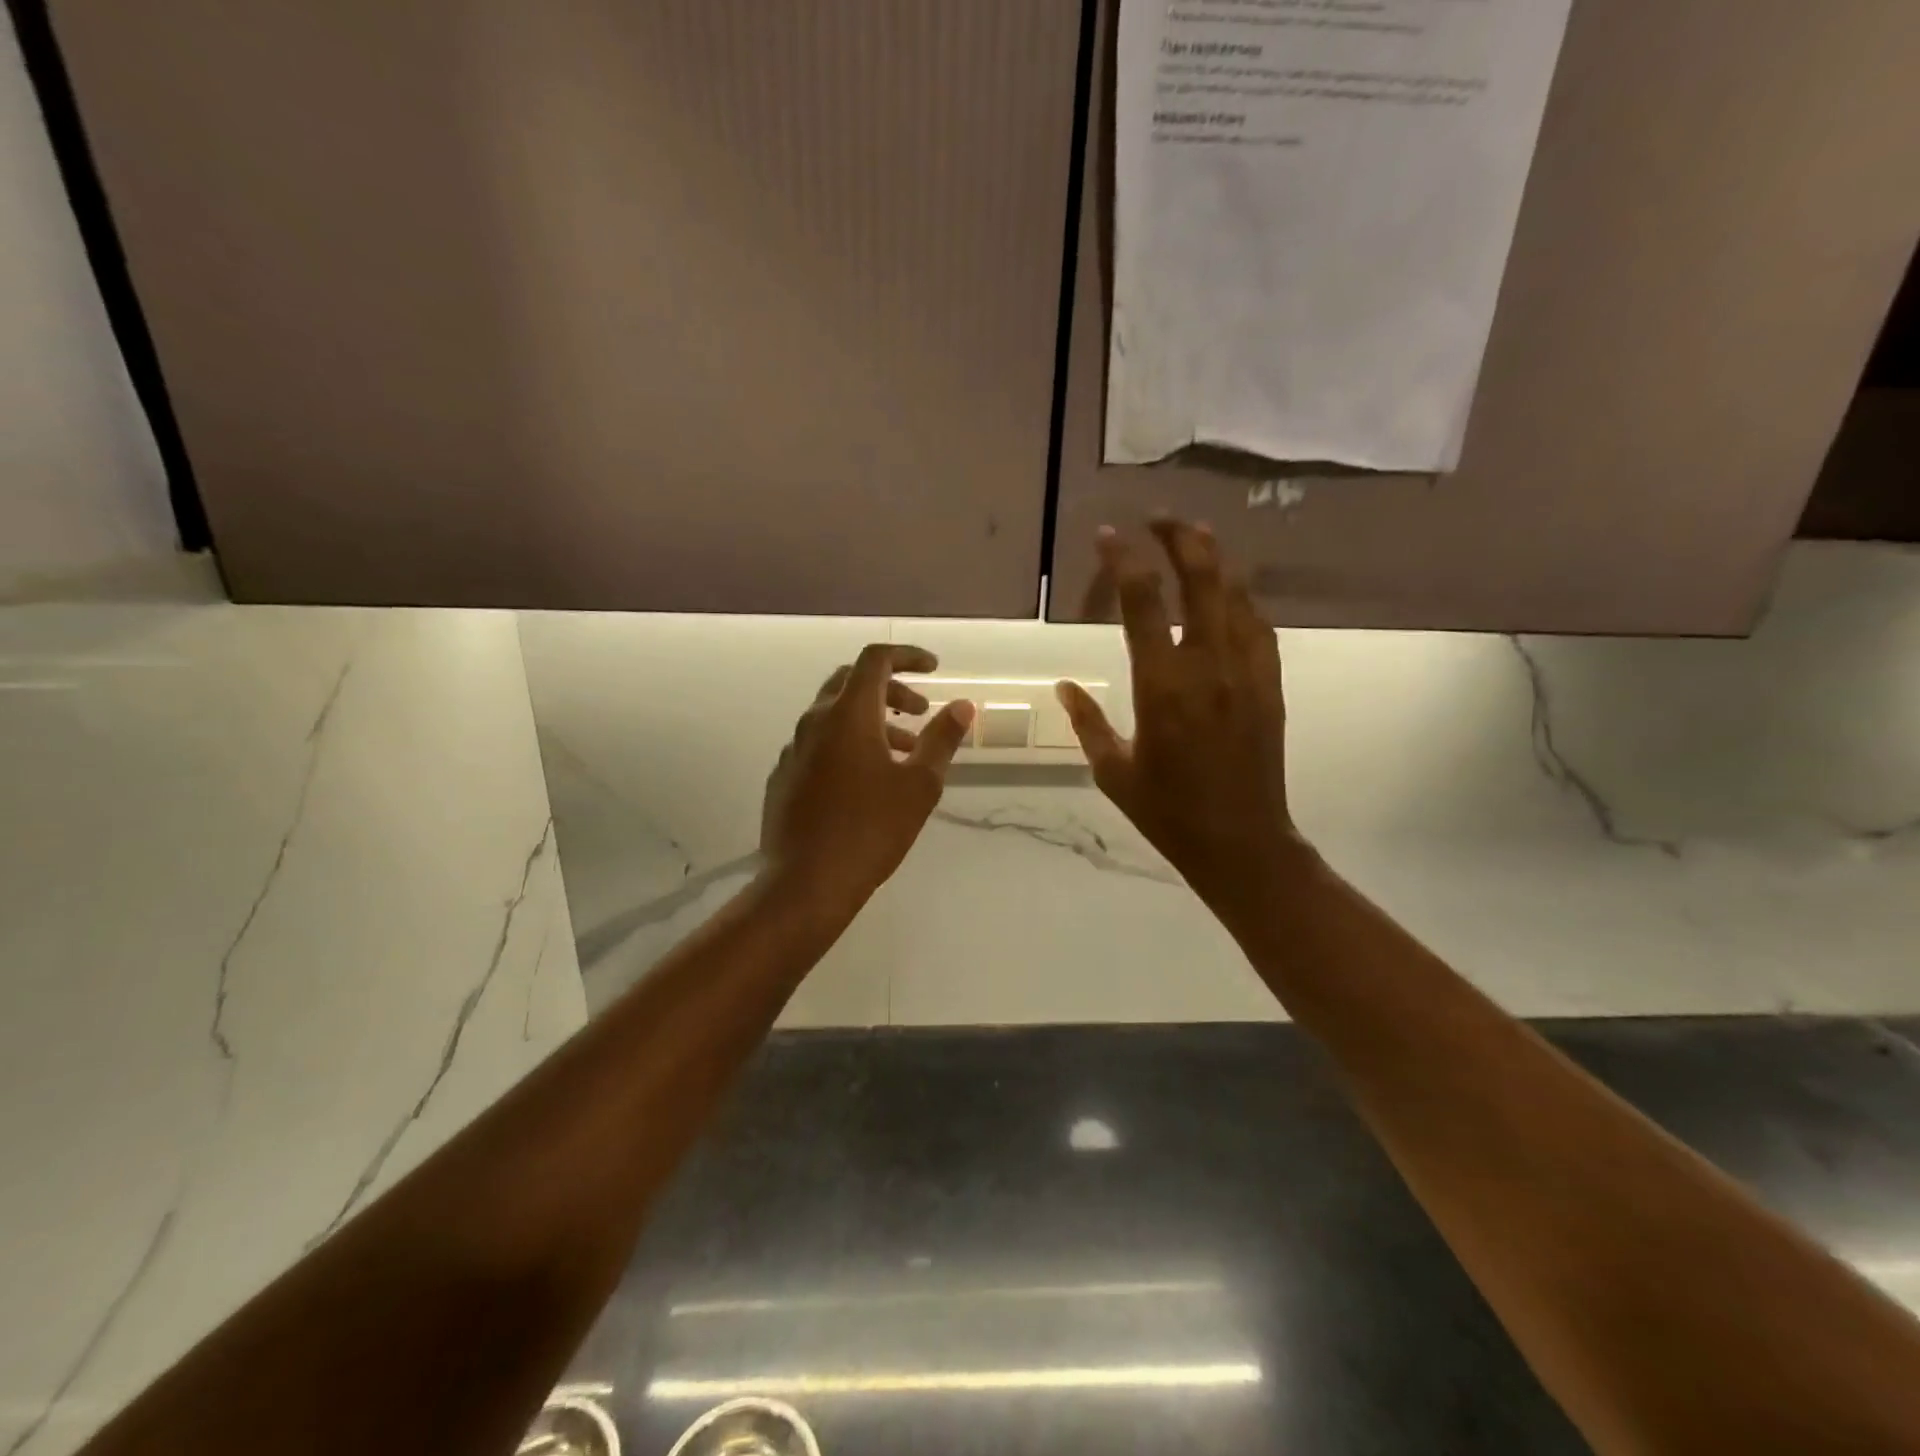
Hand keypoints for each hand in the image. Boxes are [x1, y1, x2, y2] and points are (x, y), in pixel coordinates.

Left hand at [762, 644, 974, 915]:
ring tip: (903, 753)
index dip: (907, 656)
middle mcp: (815, 721)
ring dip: (871, 721)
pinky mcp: (783, 776)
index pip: (875, 660)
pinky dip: (847, 744)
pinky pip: (819, 743)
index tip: (934, 669)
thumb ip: (941, 739)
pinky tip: (865, 781)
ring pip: (835, 716)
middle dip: (890, 689)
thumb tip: (963, 705)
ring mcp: (793, 749)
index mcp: (848, 714)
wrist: (805, 883)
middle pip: (851, 682)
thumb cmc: (870, 830)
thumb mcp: (919, 785)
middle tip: (920, 711)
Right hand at [1057, 518, 1305, 936]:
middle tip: (1159, 518)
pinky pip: (1259, 626)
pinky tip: (1231, 591)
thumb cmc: (1168, 811)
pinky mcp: (1269, 684)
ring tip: (1196, 536)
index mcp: (1162, 685)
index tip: (1109, 535)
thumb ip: (1087, 722)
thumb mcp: (1113, 771)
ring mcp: (1246, 672)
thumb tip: (1064, 686)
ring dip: (1215, 559)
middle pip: (1201, 579)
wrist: (1241, 841)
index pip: (1142, 602)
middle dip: (1180, 538)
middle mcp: (1207, 666)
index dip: (1124, 560)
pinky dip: (1242, 598)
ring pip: (1236, 595)